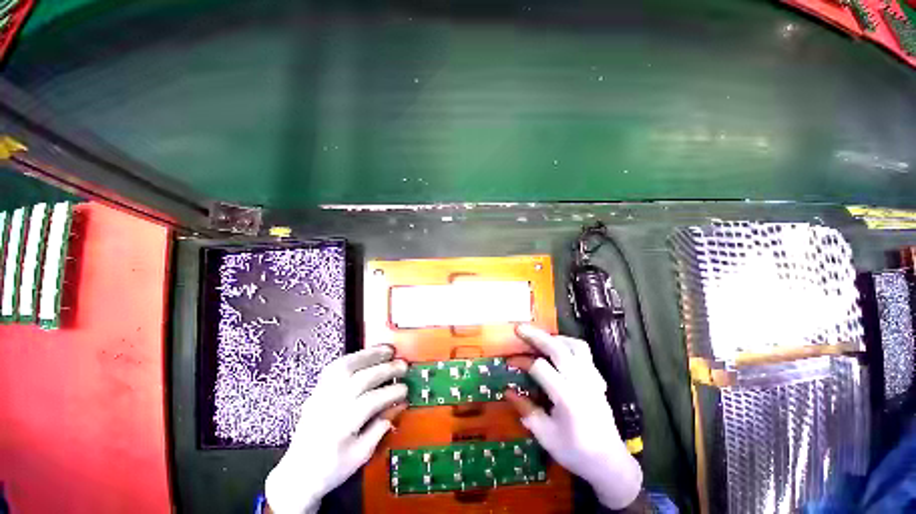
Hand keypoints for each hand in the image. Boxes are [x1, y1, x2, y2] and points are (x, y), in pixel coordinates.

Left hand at [265, 346, 407, 513]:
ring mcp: (321, 394)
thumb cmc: (331, 469)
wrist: (297, 473)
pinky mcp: (317, 389)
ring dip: (370, 355)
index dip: (392, 392)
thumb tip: (399, 406)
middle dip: (386, 369)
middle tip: (403, 365)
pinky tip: (366, 354)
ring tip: (388, 350)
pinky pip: (335, 366)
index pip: (372, 401)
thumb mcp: (360, 456)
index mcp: (342, 426)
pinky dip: (354, 356)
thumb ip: (380, 428)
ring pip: (346, 366)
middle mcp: (330, 405)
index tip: (406, 389)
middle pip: (362, 379)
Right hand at [506, 325, 642, 509]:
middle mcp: (581, 382)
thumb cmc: (575, 451)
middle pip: (558, 348)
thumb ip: (526, 410)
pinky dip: (568, 344)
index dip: (522, 361)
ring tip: (540, 338)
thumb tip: (507, 390)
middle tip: (519, 329)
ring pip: (575, 345)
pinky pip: (584, 352)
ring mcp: (592, 378)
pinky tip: (559, 350)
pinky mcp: (597, 378)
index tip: (509, 362)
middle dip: (536, 336)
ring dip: (555, 338)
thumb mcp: (545, 436)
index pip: (540, 367)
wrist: (609, 463)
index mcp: (567, 397)